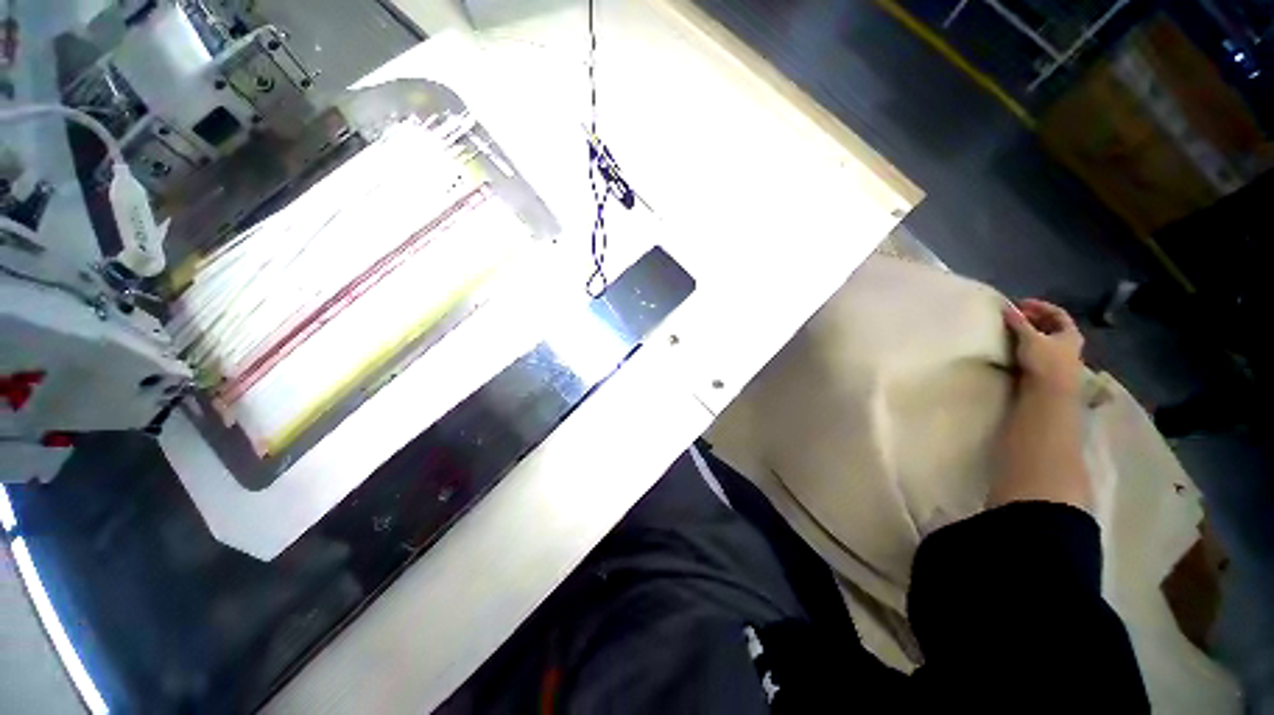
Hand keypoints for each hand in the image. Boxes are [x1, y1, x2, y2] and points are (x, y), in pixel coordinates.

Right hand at [1003, 299, 1084, 396]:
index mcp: (1070, 333)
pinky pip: (1040, 351)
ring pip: (1047, 339)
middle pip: (1052, 326)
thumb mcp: (1030, 338)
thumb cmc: (1045, 361)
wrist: (1050, 393)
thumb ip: (1019, 323)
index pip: (1057, 313)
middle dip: (1034, 319)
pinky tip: (1017, 347)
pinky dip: (1029, 345)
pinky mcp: (1050, 369)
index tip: (1021, 303)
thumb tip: (1006, 307)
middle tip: (1015, 316)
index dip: (1040, 306)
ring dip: (1031, 333)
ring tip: (1014, 331)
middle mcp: (1069, 343)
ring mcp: (1061, 358)